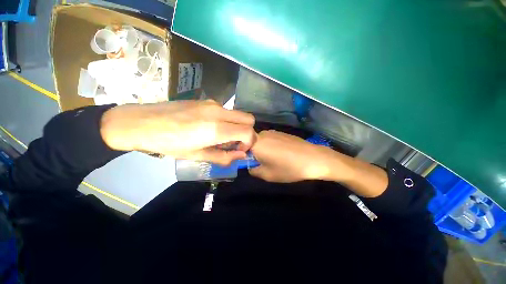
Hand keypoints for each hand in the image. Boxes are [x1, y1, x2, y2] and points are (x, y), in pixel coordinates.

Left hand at [100, 100, 255, 164]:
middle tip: (234, 142)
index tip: (239, 149)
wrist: (141, 122)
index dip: (249, 142)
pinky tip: (210, 127)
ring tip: (220, 136)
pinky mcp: (206, 100)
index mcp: (216, 129)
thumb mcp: (198, 156)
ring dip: (236, 126)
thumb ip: (224, 156)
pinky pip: (226, 111)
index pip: (248, 131)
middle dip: (247, 132)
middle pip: (249, 119)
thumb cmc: (169, 144)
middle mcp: (218, 112)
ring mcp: (213, 103)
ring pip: (238, 114)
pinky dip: (226, 120)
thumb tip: (241, 155)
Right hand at [249, 130, 346, 182]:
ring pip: (261, 141)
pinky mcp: (282, 132)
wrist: (313, 158)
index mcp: (256, 143)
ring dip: (263, 149)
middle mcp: (263, 134)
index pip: (241, 146)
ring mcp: (273, 132)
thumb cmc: (288, 168)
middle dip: (254, 153)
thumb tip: (251, 166)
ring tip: (275, 159)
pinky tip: (283, 153)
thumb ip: (253, 170)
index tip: (250, 163)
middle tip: (263, 163)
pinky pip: (271, 139)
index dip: (244, 155)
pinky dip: (272, 146)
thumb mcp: (267, 175)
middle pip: (251, 143)